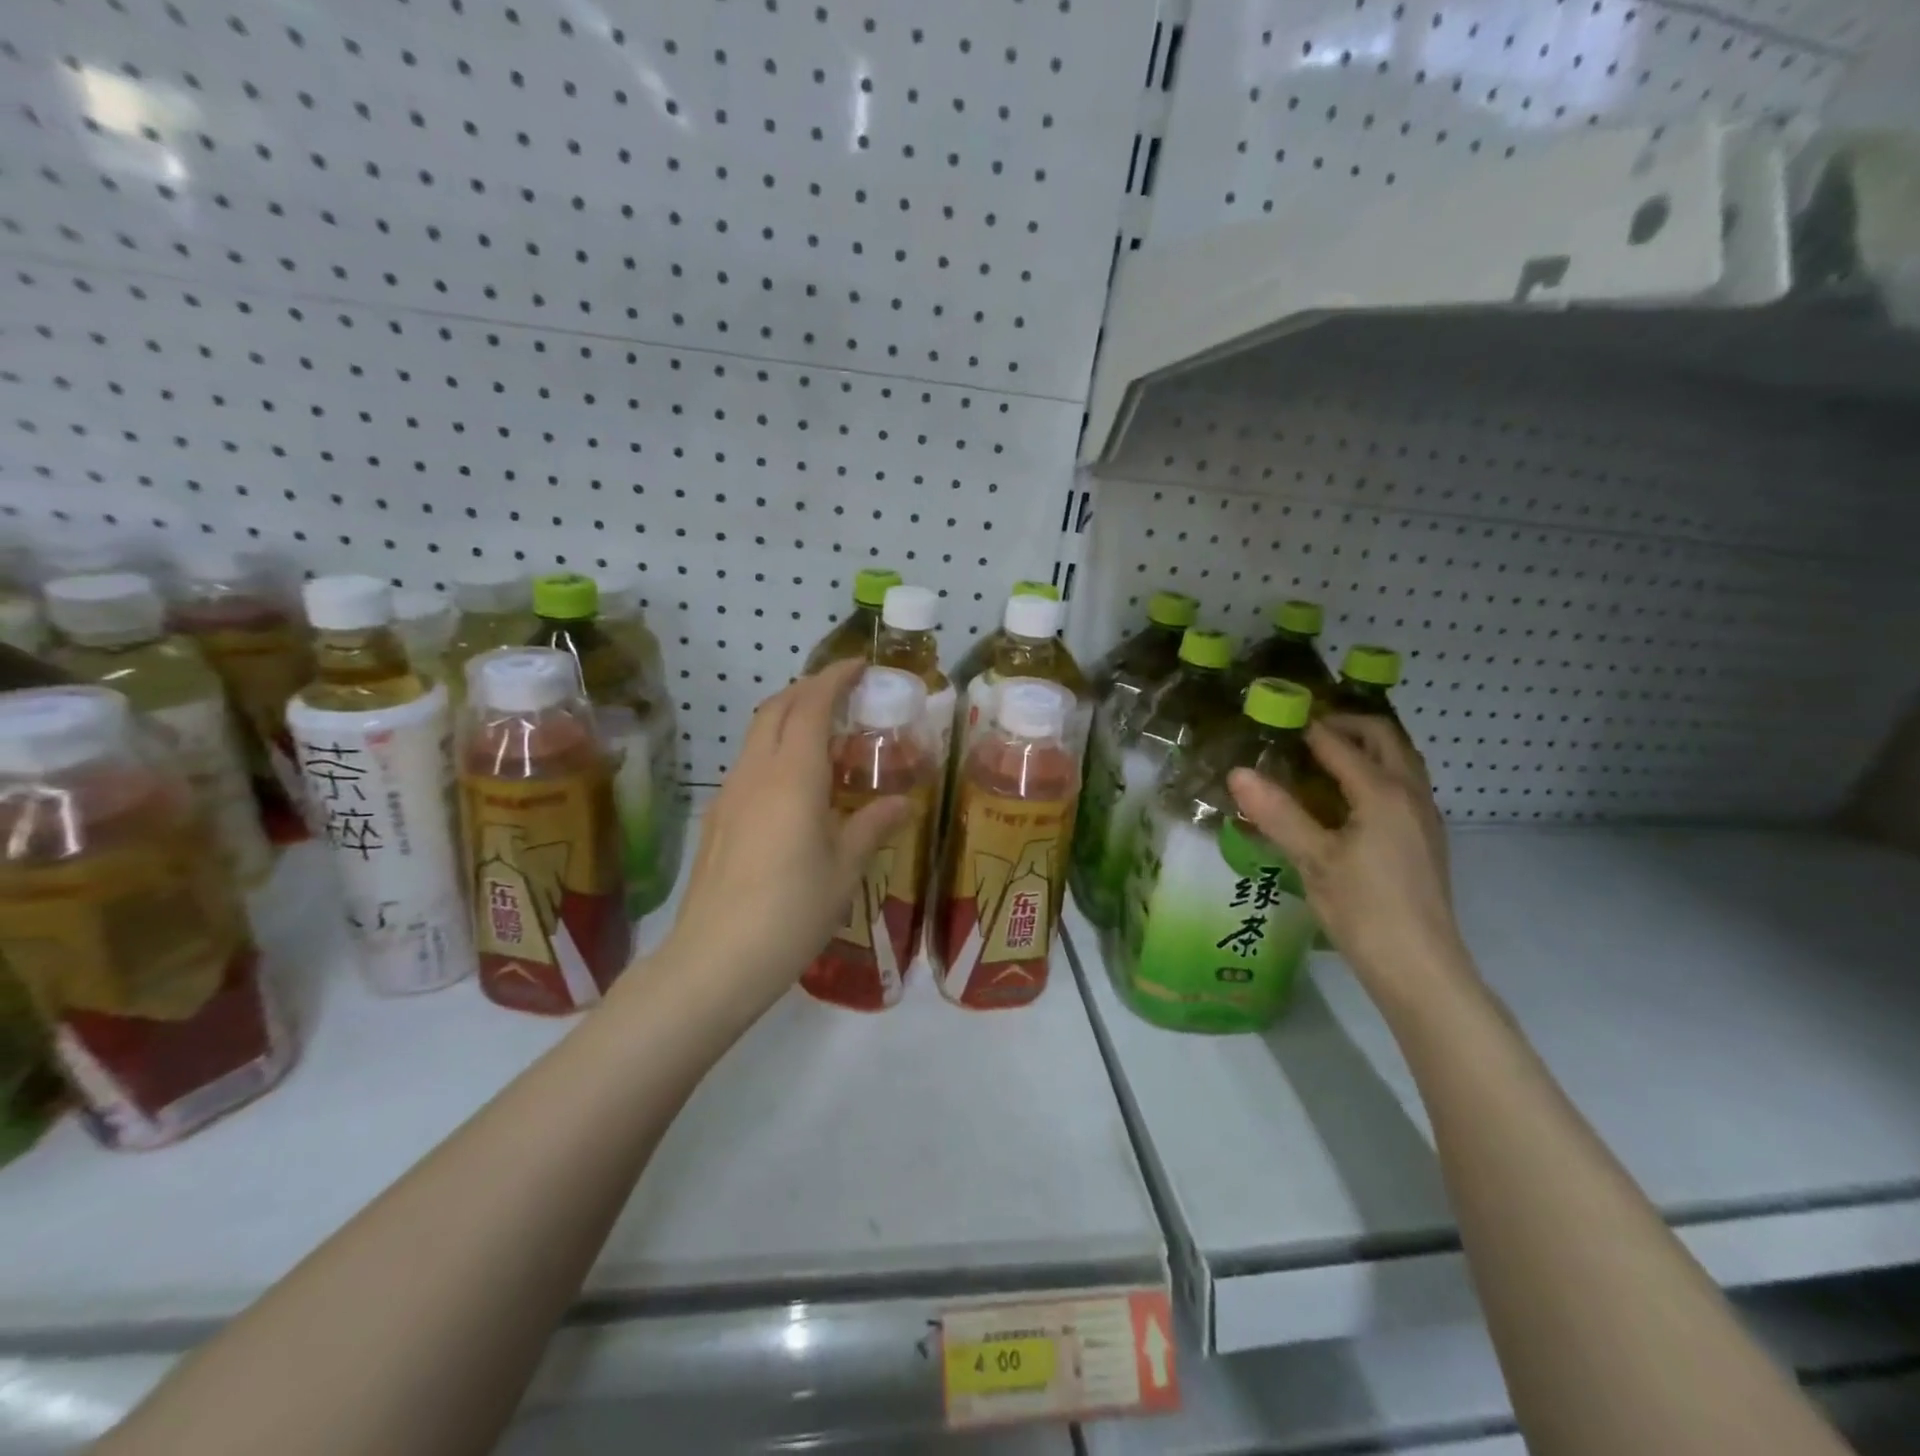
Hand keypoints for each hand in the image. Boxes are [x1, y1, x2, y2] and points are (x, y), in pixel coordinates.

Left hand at [648, 658, 909, 1024]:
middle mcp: (756, 773)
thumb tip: (902, 803)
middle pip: (776, 709)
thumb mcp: (844, 870)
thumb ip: (872, 827)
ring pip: (758, 734)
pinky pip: (749, 763)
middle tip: (843, 692)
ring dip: (789, 717)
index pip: (811, 706)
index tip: (858, 665)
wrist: (716, 959)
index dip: (834, 678)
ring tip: (824, 731)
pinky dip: (775, 749)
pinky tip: (795, 781)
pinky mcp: (718, 818)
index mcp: (793, 777)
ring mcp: (730, 794)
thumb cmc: (792, 911)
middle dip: (808, 688)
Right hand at [1228, 716, 1472, 1009]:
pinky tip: (1347, 797)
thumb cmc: (1364, 910)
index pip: (1341, 745)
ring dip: (1366, 746)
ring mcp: (1425, 817)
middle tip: (1305, 729)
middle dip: (1347, 724)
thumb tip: (1238, 772)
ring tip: (1323, 755)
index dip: (1307, 728)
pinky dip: (1376, 771)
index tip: (1276, 718)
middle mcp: (1411, 795)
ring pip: (1400, 761)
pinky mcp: (1426, 838)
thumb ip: (1277, 813)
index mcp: (1383, 794)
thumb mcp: (1313, 860)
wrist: (1419, 966)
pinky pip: (1403, 784)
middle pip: (1385, 738)